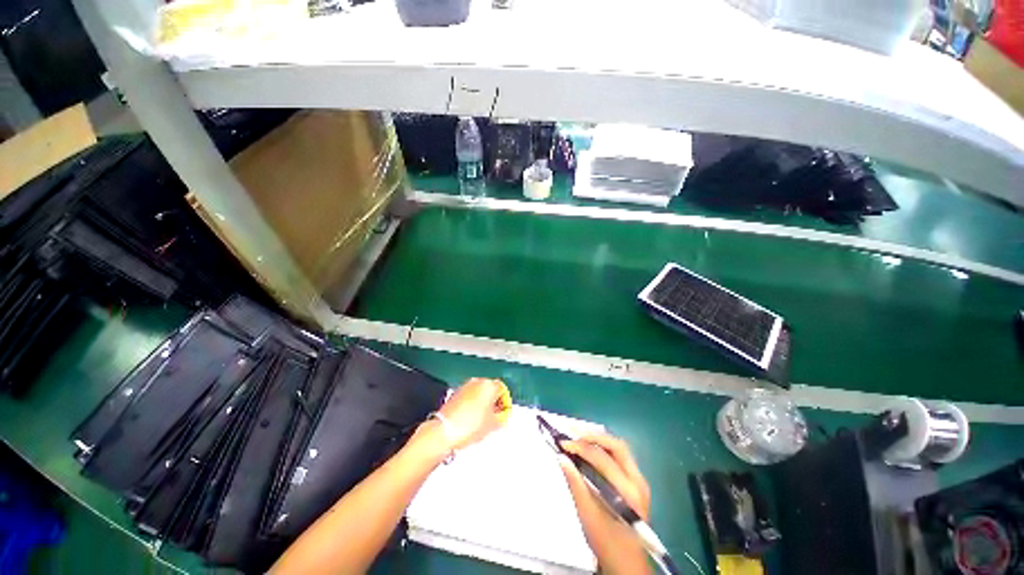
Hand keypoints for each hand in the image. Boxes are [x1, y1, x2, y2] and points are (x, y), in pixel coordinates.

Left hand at [437, 377, 508, 448]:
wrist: (444, 431)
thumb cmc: (468, 425)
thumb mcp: (493, 425)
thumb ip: (501, 418)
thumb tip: (501, 417)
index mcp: (489, 384)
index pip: (503, 389)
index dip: (505, 402)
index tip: (505, 412)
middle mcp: (476, 382)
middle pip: (490, 389)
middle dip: (493, 402)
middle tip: (495, 416)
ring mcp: (464, 387)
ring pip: (479, 393)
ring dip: (482, 403)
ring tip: (483, 420)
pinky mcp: (454, 394)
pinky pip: (468, 397)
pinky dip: (472, 405)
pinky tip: (471, 420)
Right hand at [558, 433, 652, 574]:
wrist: (626, 564)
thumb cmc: (607, 542)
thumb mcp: (588, 514)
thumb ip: (575, 483)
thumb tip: (562, 457)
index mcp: (629, 491)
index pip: (603, 458)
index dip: (581, 447)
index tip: (563, 443)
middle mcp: (639, 481)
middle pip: (617, 446)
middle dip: (593, 436)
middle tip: (573, 435)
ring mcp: (640, 481)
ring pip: (619, 449)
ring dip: (599, 440)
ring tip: (580, 438)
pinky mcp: (636, 483)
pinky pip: (620, 457)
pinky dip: (604, 449)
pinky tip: (591, 450)